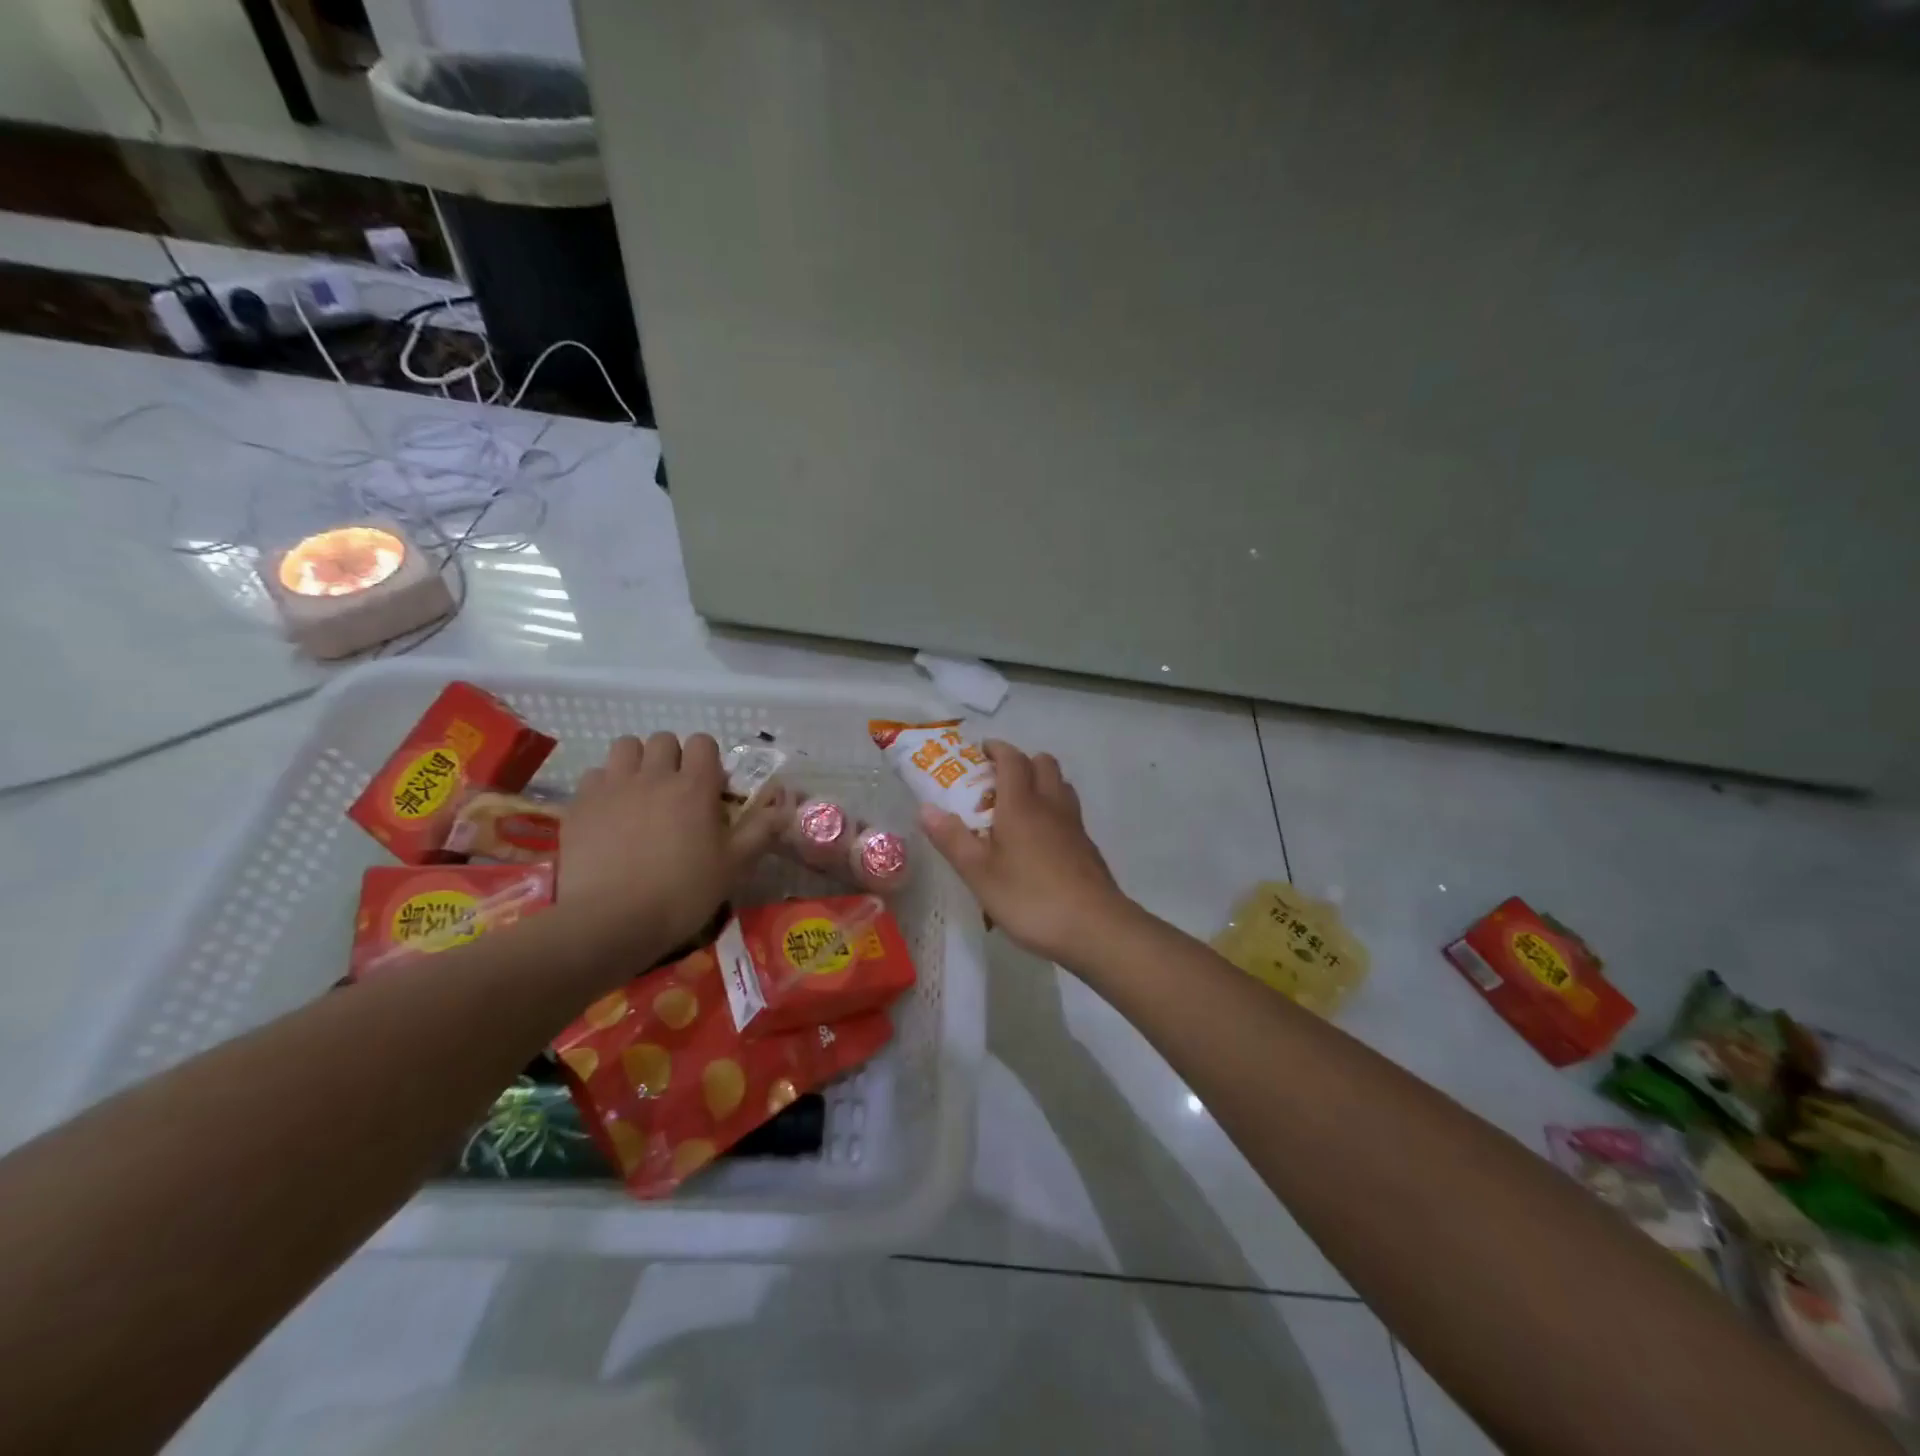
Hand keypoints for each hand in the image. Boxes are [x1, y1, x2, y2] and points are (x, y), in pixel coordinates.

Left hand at [558, 733, 782, 962]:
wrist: (611, 920)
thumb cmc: (683, 892)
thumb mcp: (733, 866)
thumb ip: (760, 831)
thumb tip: (786, 806)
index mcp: (695, 786)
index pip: (703, 743)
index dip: (708, 760)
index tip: (710, 788)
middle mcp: (654, 775)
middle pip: (663, 739)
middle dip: (672, 757)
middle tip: (675, 791)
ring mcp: (613, 786)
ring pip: (626, 747)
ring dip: (637, 761)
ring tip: (641, 792)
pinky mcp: (580, 804)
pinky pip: (594, 775)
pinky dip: (605, 786)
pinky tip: (610, 813)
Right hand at [918, 740, 1135, 967]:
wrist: (1094, 927)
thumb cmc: (1030, 897)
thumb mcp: (979, 873)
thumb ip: (952, 839)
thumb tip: (925, 808)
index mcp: (1022, 804)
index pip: (1012, 760)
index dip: (997, 749)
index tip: (980, 752)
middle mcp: (1051, 805)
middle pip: (1043, 763)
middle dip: (1020, 762)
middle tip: (996, 781)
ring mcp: (1074, 825)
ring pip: (1060, 786)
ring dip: (1040, 783)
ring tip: (1017, 807)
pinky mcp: (1087, 847)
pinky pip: (1068, 813)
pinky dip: (1052, 811)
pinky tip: (1039, 841)